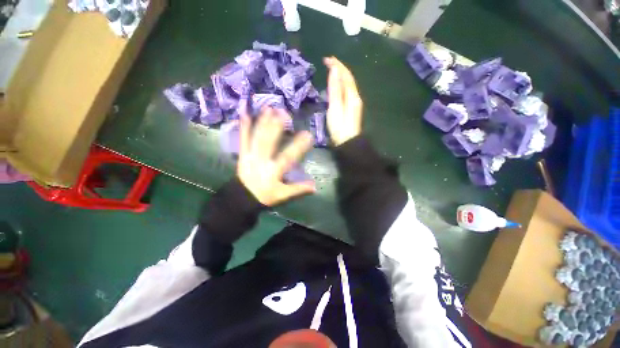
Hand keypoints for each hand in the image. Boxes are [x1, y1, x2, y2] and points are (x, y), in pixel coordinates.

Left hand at [237, 108, 315, 205]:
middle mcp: (262, 161)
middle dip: (276, 127)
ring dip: (262, 122)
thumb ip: (298, 189)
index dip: (298, 146)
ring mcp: (251, 156)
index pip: (288, 157)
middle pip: (269, 142)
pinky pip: (243, 139)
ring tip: (269, 108)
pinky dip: (244, 127)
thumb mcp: (283, 195)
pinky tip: (245, 114)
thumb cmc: (265, 195)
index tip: (307, 134)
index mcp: (274, 171)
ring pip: (257, 138)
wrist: (243, 198)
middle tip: (284, 112)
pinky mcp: (243, 154)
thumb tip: (315, 186)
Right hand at [324, 57, 362, 145]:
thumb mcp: (335, 106)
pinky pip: (346, 87)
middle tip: (328, 60)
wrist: (348, 143)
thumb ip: (335, 88)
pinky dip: (341, 80)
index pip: (345, 75)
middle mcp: (355, 95)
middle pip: (348, 77)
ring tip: (331, 67)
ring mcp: (354, 100)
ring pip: (348, 82)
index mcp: (352, 94)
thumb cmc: (339, 126)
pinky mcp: (351, 105)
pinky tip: (336, 81)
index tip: (327, 58)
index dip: (337, 65)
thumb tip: (335, 70)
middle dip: (339, 67)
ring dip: (340, 72)